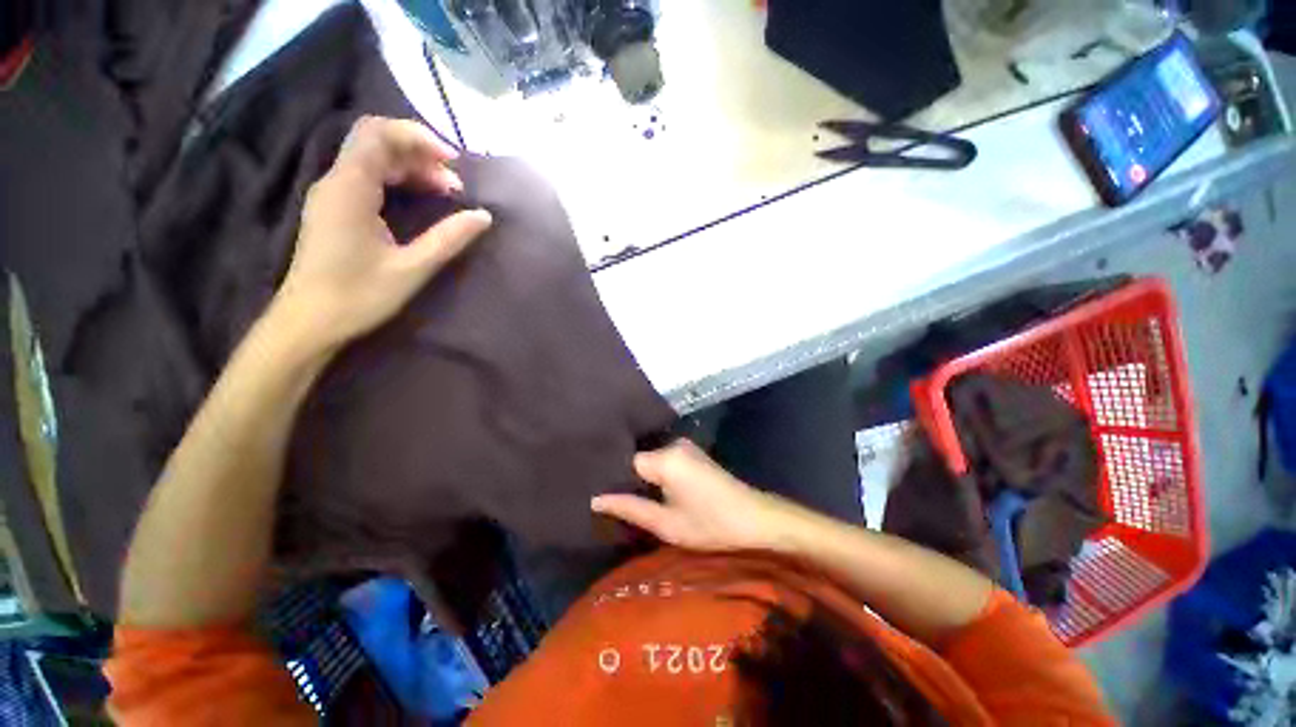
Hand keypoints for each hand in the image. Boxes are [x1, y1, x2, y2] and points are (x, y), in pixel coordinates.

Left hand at [272, 116, 492, 351]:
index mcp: (349, 188)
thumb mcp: (412, 268)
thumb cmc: (359, 296)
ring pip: (373, 161)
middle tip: (456, 186)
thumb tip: (484, 216)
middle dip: (421, 156)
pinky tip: (421, 201)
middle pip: (376, 143)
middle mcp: (336, 182)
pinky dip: (398, 182)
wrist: (309, 322)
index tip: (454, 161)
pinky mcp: (335, 209)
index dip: (417, 137)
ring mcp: (332, 195)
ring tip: (446, 194)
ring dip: (412, 170)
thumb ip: (449, 238)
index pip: (377, 134)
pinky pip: (368, 179)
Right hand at [591, 439, 789, 551]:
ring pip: (651, 461)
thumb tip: (596, 499)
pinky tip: (655, 492)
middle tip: (616, 503)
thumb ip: (630, 508)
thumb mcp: (667, 524)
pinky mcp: (693, 453)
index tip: (603, 496)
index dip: (615, 479)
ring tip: (633, 499)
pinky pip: (664, 461)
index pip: (627, 462)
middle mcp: (673, 444)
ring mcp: (685, 447)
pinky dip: (657, 475)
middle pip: (639, 459)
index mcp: (665, 458)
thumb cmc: (711, 524)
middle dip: (629, 480)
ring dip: (644, 479)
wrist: (755, 518)